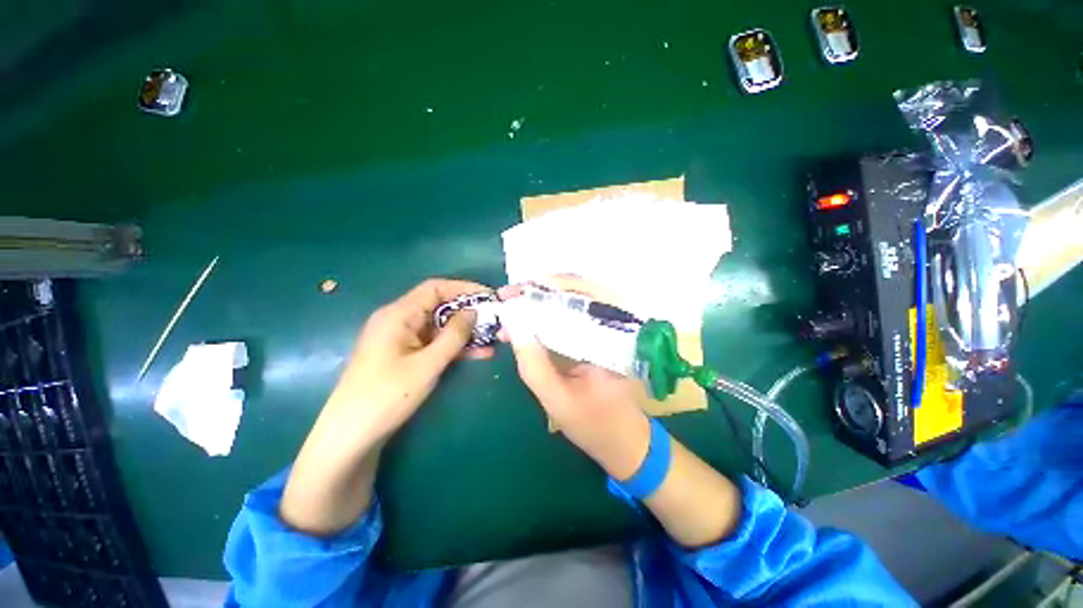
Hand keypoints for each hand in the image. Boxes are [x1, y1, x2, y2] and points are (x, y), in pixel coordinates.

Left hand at [329, 278, 493, 443]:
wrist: (351, 435)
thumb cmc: (387, 396)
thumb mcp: (428, 364)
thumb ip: (454, 335)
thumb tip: (473, 312)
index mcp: (398, 314)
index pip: (435, 288)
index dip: (463, 288)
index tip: (488, 296)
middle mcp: (399, 320)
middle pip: (439, 306)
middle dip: (468, 312)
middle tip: (495, 319)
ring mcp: (401, 339)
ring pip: (439, 327)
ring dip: (465, 332)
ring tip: (492, 338)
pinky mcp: (405, 355)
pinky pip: (434, 343)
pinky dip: (454, 346)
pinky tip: (478, 354)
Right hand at [499, 279, 650, 479]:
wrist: (624, 441)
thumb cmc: (594, 425)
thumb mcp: (558, 400)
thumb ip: (534, 365)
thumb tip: (514, 326)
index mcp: (613, 337)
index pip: (580, 295)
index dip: (545, 288)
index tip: (513, 293)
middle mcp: (614, 326)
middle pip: (577, 290)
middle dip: (540, 289)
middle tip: (509, 295)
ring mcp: (608, 330)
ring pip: (574, 301)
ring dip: (543, 299)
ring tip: (514, 304)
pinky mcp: (598, 338)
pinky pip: (573, 317)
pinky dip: (549, 314)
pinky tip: (529, 319)